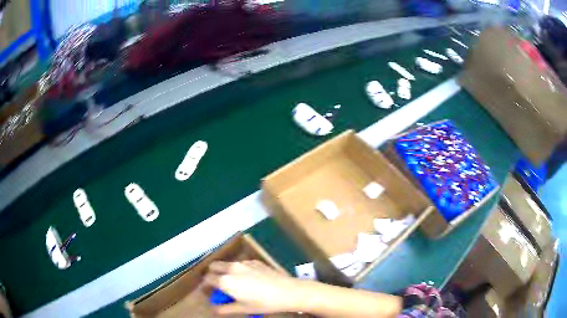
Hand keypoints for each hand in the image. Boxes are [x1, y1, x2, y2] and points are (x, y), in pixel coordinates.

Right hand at [203, 260, 301, 314]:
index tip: (208, 291)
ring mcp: (244, 263)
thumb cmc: (263, 303)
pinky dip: (239, 270)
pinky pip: (241, 264)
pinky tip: (250, 279)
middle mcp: (232, 268)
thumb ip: (224, 308)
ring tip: (236, 283)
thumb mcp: (242, 309)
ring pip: (228, 264)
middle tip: (219, 285)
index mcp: (226, 281)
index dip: (206, 285)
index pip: (207, 278)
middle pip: (214, 266)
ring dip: (226, 271)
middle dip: (212, 274)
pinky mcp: (255, 261)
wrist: (287, 291)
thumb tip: (214, 308)